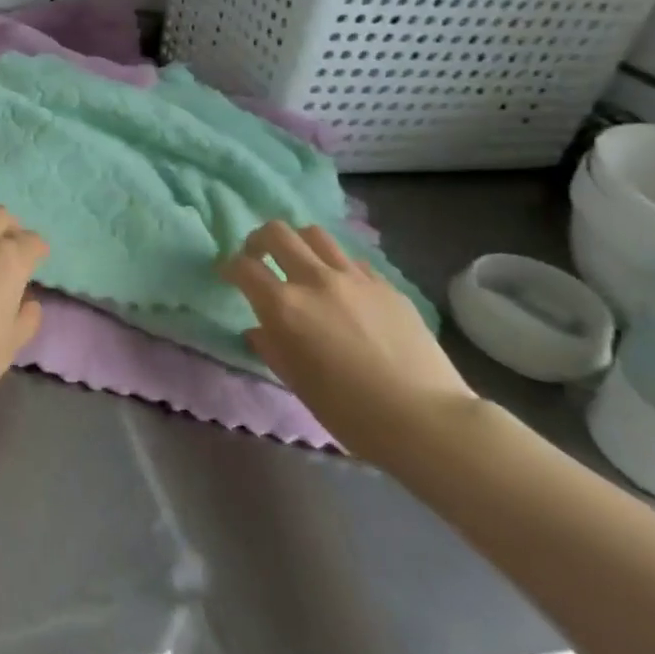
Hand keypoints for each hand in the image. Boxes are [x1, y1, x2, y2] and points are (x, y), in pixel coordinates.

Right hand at [220, 221, 475, 463]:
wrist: (426, 420)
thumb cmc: (350, 412)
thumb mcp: (296, 382)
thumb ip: (271, 347)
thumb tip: (260, 329)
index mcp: (285, 306)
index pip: (244, 268)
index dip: (230, 267)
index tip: (228, 275)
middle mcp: (315, 280)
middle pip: (277, 233)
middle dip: (258, 240)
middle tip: (258, 257)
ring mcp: (354, 278)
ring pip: (314, 234)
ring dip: (297, 243)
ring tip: (298, 263)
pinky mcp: (385, 284)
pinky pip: (350, 259)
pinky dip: (334, 264)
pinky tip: (340, 287)